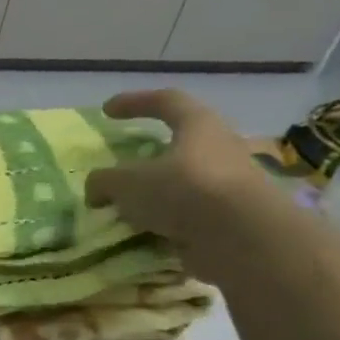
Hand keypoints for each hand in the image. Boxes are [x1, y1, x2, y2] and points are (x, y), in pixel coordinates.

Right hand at [85, 89, 288, 277]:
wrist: (243, 238)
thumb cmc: (184, 191)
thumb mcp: (127, 183)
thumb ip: (104, 181)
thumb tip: (96, 189)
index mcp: (199, 126)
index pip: (166, 101)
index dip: (134, 102)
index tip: (107, 111)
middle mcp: (220, 148)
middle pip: (180, 143)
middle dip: (148, 156)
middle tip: (122, 169)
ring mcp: (229, 184)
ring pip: (184, 182)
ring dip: (155, 194)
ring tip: (127, 210)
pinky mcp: (230, 216)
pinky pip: (189, 213)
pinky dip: (165, 221)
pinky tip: (144, 235)